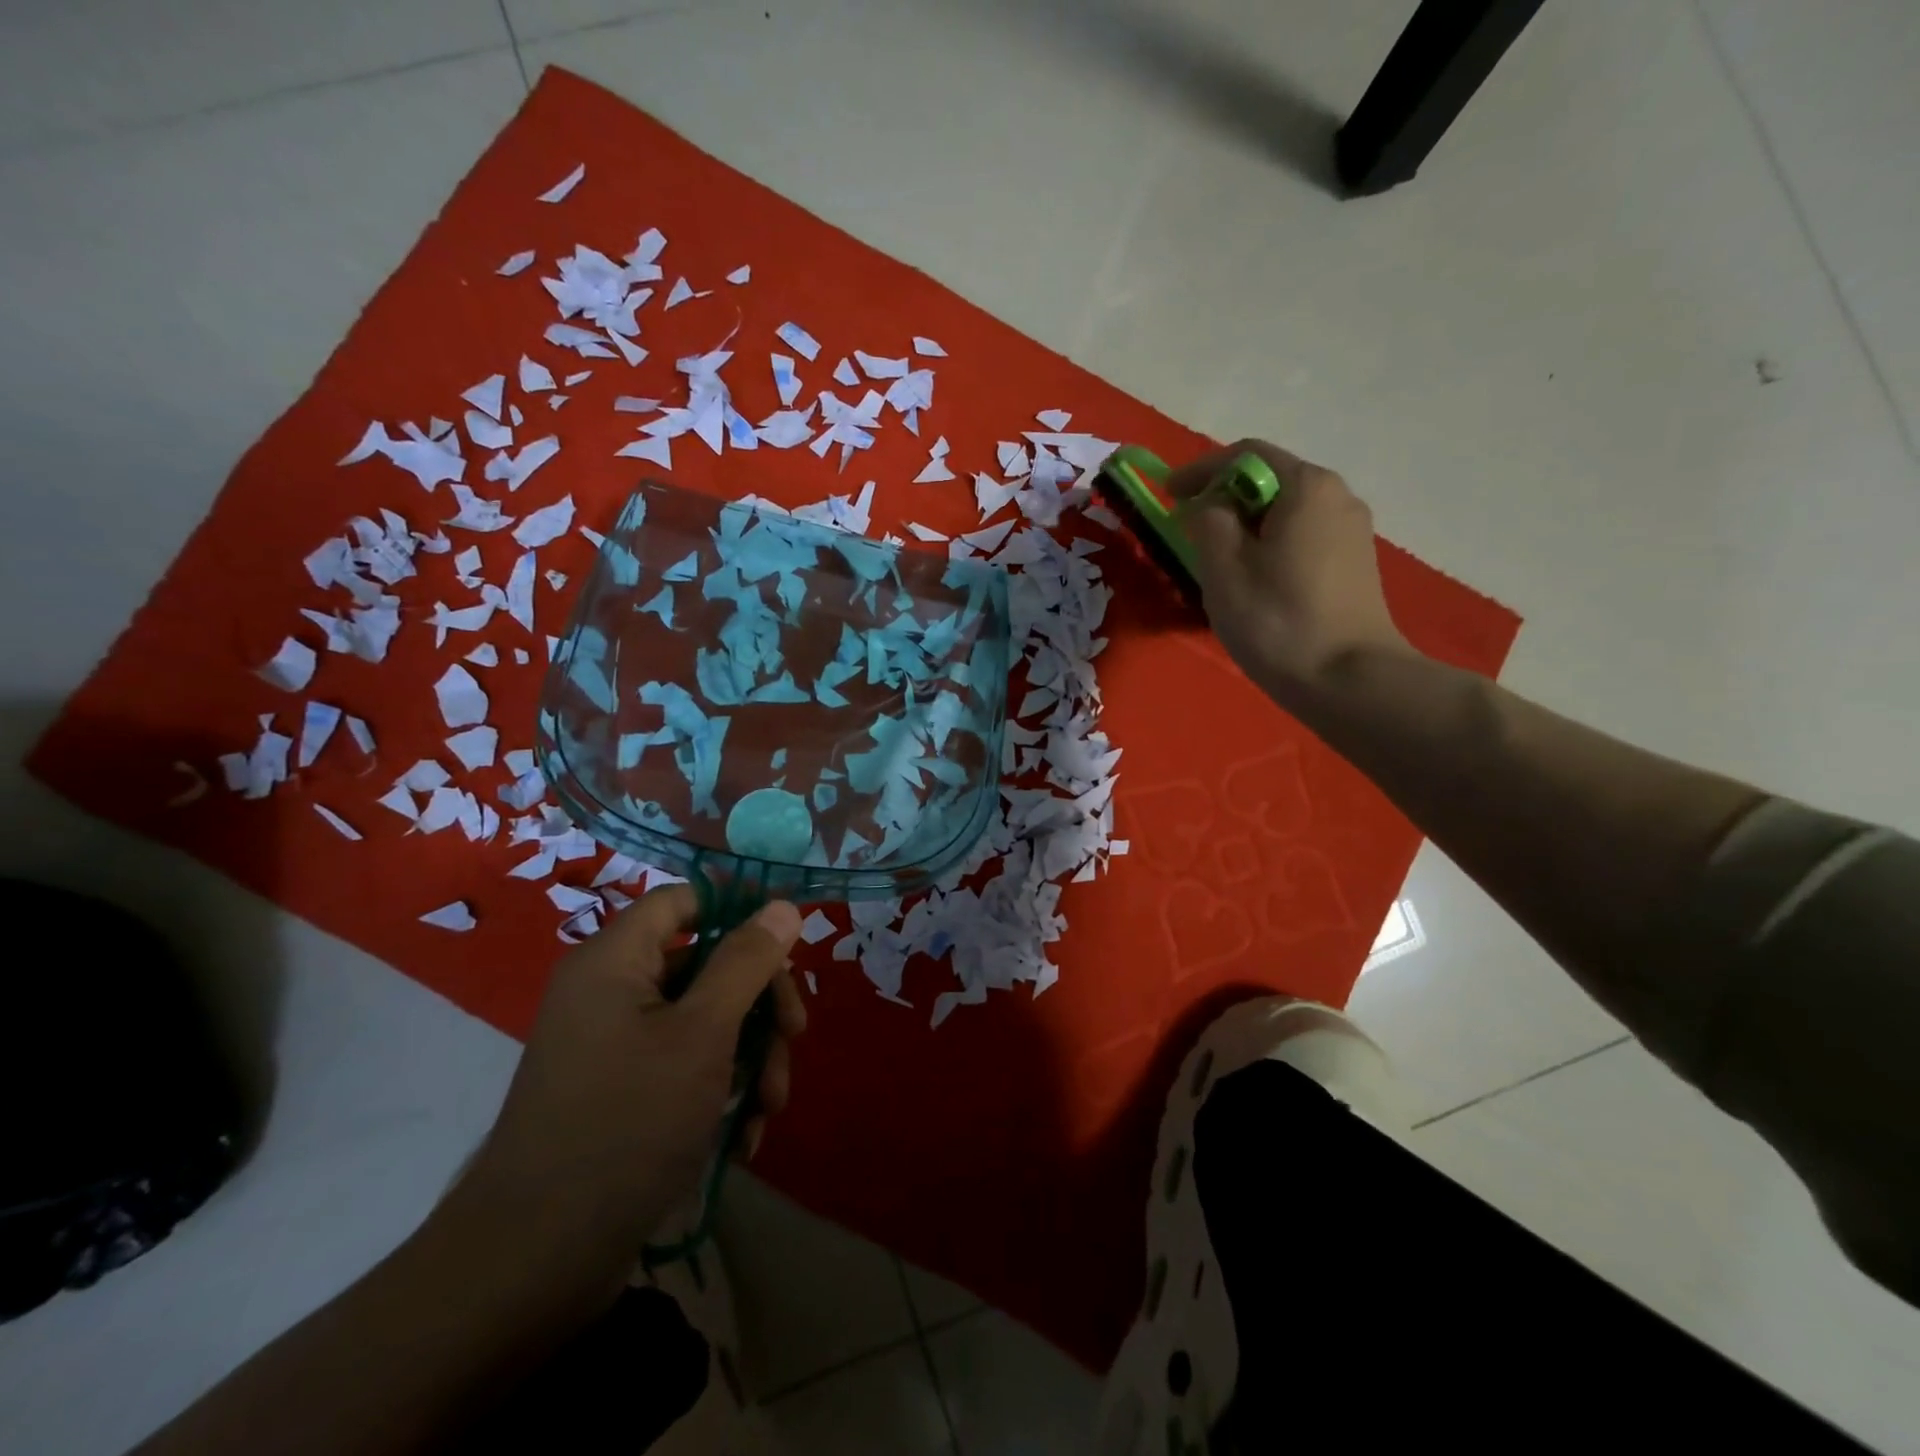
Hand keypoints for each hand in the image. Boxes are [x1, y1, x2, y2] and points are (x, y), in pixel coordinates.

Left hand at [446, 887, 805, 1306]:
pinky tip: (744, 1133)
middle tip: (795, 1035)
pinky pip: (685, 1063)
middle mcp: (611, 992)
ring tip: (769, 1106)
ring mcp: (616, 1044)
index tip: (790, 938)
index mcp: (615, 960)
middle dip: (759, 1001)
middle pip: (706, 961)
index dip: (739, 906)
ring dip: (750, 1054)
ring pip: (705, 1019)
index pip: (683, 899)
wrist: (535, 1262)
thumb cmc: (627, 1124)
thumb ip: (746, 962)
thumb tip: (783, 905)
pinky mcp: (623, 1091)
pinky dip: (721, 1088)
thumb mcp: (703, 1034)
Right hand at [1168, 441, 1412, 694]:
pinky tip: (1253, 580)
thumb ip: (1208, 522)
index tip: (1167, 494)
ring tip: (1216, 560)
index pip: (1245, 456)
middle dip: (1224, 499)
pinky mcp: (1354, 565)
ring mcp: (1351, 532)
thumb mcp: (1224, 568)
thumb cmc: (1277, 620)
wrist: (1348, 680)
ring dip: (1246, 526)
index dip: (1199, 471)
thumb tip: (1207, 507)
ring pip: (1286, 512)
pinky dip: (1269, 545)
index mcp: (1306, 487)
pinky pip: (1301, 538)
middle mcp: (1337, 497)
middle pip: (1270, 481)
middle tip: (1189, 530)